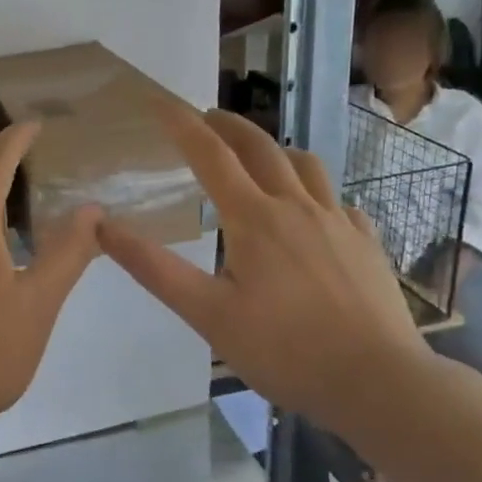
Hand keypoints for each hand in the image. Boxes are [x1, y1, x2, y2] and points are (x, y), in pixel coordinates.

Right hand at [97, 105, 429, 429]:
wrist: (378, 382)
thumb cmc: (284, 350)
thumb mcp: (207, 314)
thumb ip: (154, 268)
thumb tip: (103, 226)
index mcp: (254, 218)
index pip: (210, 154)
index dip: (181, 123)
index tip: (159, 100)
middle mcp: (298, 206)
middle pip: (260, 147)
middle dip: (228, 125)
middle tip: (206, 117)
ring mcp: (340, 222)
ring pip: (306, 166)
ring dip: (275, 150)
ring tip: (259, 157)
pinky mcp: (367, 244)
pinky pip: (339, 201)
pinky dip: (315, 193)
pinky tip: (313, 214)